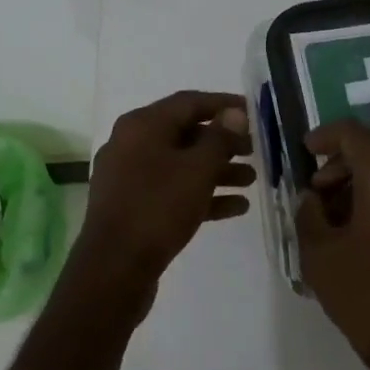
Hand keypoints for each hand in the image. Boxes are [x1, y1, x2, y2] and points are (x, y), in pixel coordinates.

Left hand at [81, 91, 255, 291]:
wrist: (114, 268)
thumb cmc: (157, 208)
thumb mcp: (196, 169)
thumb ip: (219, 138)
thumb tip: (233, 113)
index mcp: (142, 125)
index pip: (188, 102)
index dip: (223, 104)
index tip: (252, 112)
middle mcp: (131, 144)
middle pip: (184, 134)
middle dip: (222, 142)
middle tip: (255, 152)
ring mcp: (130, 177)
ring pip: (180, 165)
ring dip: (217, 171)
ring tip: (251, 181)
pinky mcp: (133, 206)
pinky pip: (172, 191)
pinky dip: (201, 195)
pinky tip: (236, 207)